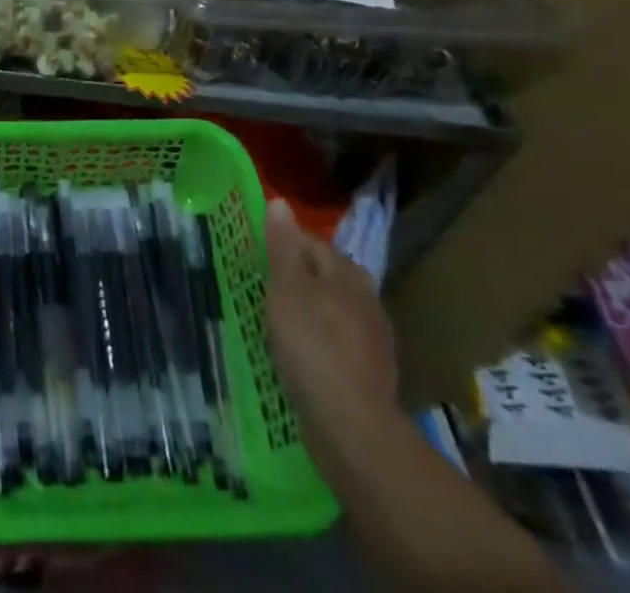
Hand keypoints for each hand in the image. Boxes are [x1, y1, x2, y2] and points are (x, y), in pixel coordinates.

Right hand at [263, 201, 397, 439]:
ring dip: (309, 313)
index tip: (255, 259)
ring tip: (278, 325)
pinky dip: (319, 345)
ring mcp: (373, 339)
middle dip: (296, 280)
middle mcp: (367, 298)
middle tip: (263, 292)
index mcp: (347, 272)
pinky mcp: (370, 375)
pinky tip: (301, 358)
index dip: (280, 245)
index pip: (309, 241)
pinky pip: (337, 345)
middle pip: (323, 276)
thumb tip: (281, 203)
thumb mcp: (286, 287)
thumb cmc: (312, 344)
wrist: (352, 426)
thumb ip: (283, 244)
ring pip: (331, 311)